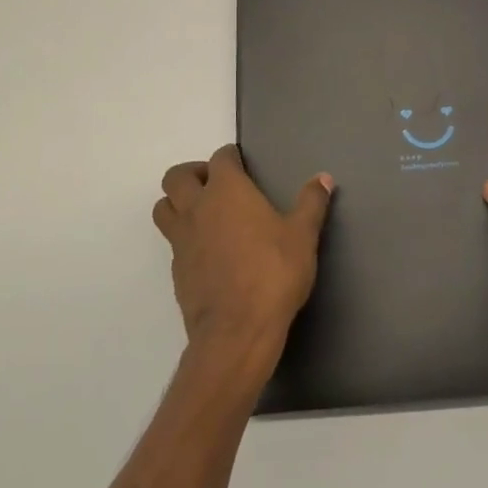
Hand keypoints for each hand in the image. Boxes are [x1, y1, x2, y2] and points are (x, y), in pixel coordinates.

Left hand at [153, 146, 333, 365]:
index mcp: (227, 191)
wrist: (237, 331)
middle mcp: (197, 208)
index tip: (241, 162)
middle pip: (177, 177)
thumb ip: (311, 203)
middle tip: (215, 184)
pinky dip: (184, 237)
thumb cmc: (274, 273)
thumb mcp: (303, 236)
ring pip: (164, 208)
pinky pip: (173, 243)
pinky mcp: (177, 271)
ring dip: (177, 203)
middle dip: (192, 174)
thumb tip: (323, 178)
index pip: (220, 158)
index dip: (230, 157)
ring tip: (203, 213)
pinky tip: (208, 251)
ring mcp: (182, 241)